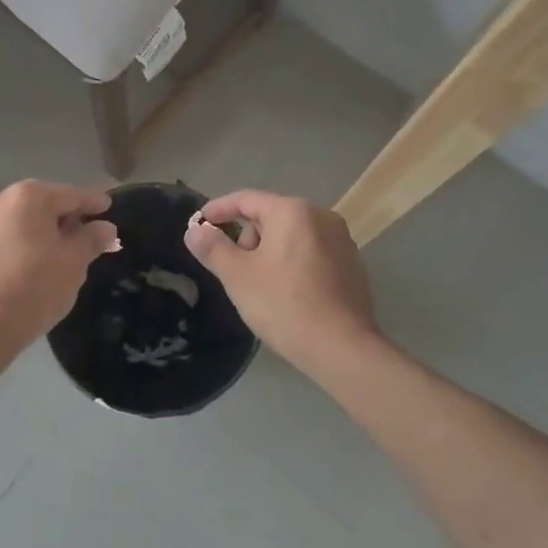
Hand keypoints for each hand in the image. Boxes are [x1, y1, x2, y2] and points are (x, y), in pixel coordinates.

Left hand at [0, 180, 119, 346]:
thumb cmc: (34, 287)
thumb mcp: (73, 263)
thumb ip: (91, 239)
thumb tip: (105, 227)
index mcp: (29, 196)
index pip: (71, 195)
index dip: (93, 202)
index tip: (108, 207)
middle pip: (42, 205)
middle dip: (65, 218)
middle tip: (86, 236)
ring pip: (19, 222)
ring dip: (39, 233)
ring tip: (56, 255)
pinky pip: (1, 240)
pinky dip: (18, 247)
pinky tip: (26, 269)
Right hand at [184, 189, 380, 375]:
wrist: (342, 348)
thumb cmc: (284, 304)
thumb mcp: (237, 276)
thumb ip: (212, 247)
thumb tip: (195, 229)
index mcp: (293, 211)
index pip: (246, 199)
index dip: (218, 210)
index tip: (198, 224)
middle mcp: (322, 217)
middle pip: (270, 217)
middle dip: (247, 239)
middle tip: (235, 271)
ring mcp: (342, 241)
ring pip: (291, 237)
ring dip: (269, 253)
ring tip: (262, 287)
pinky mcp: (352, 266)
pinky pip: (311, 254)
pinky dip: (293, 265)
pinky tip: (288, 295)